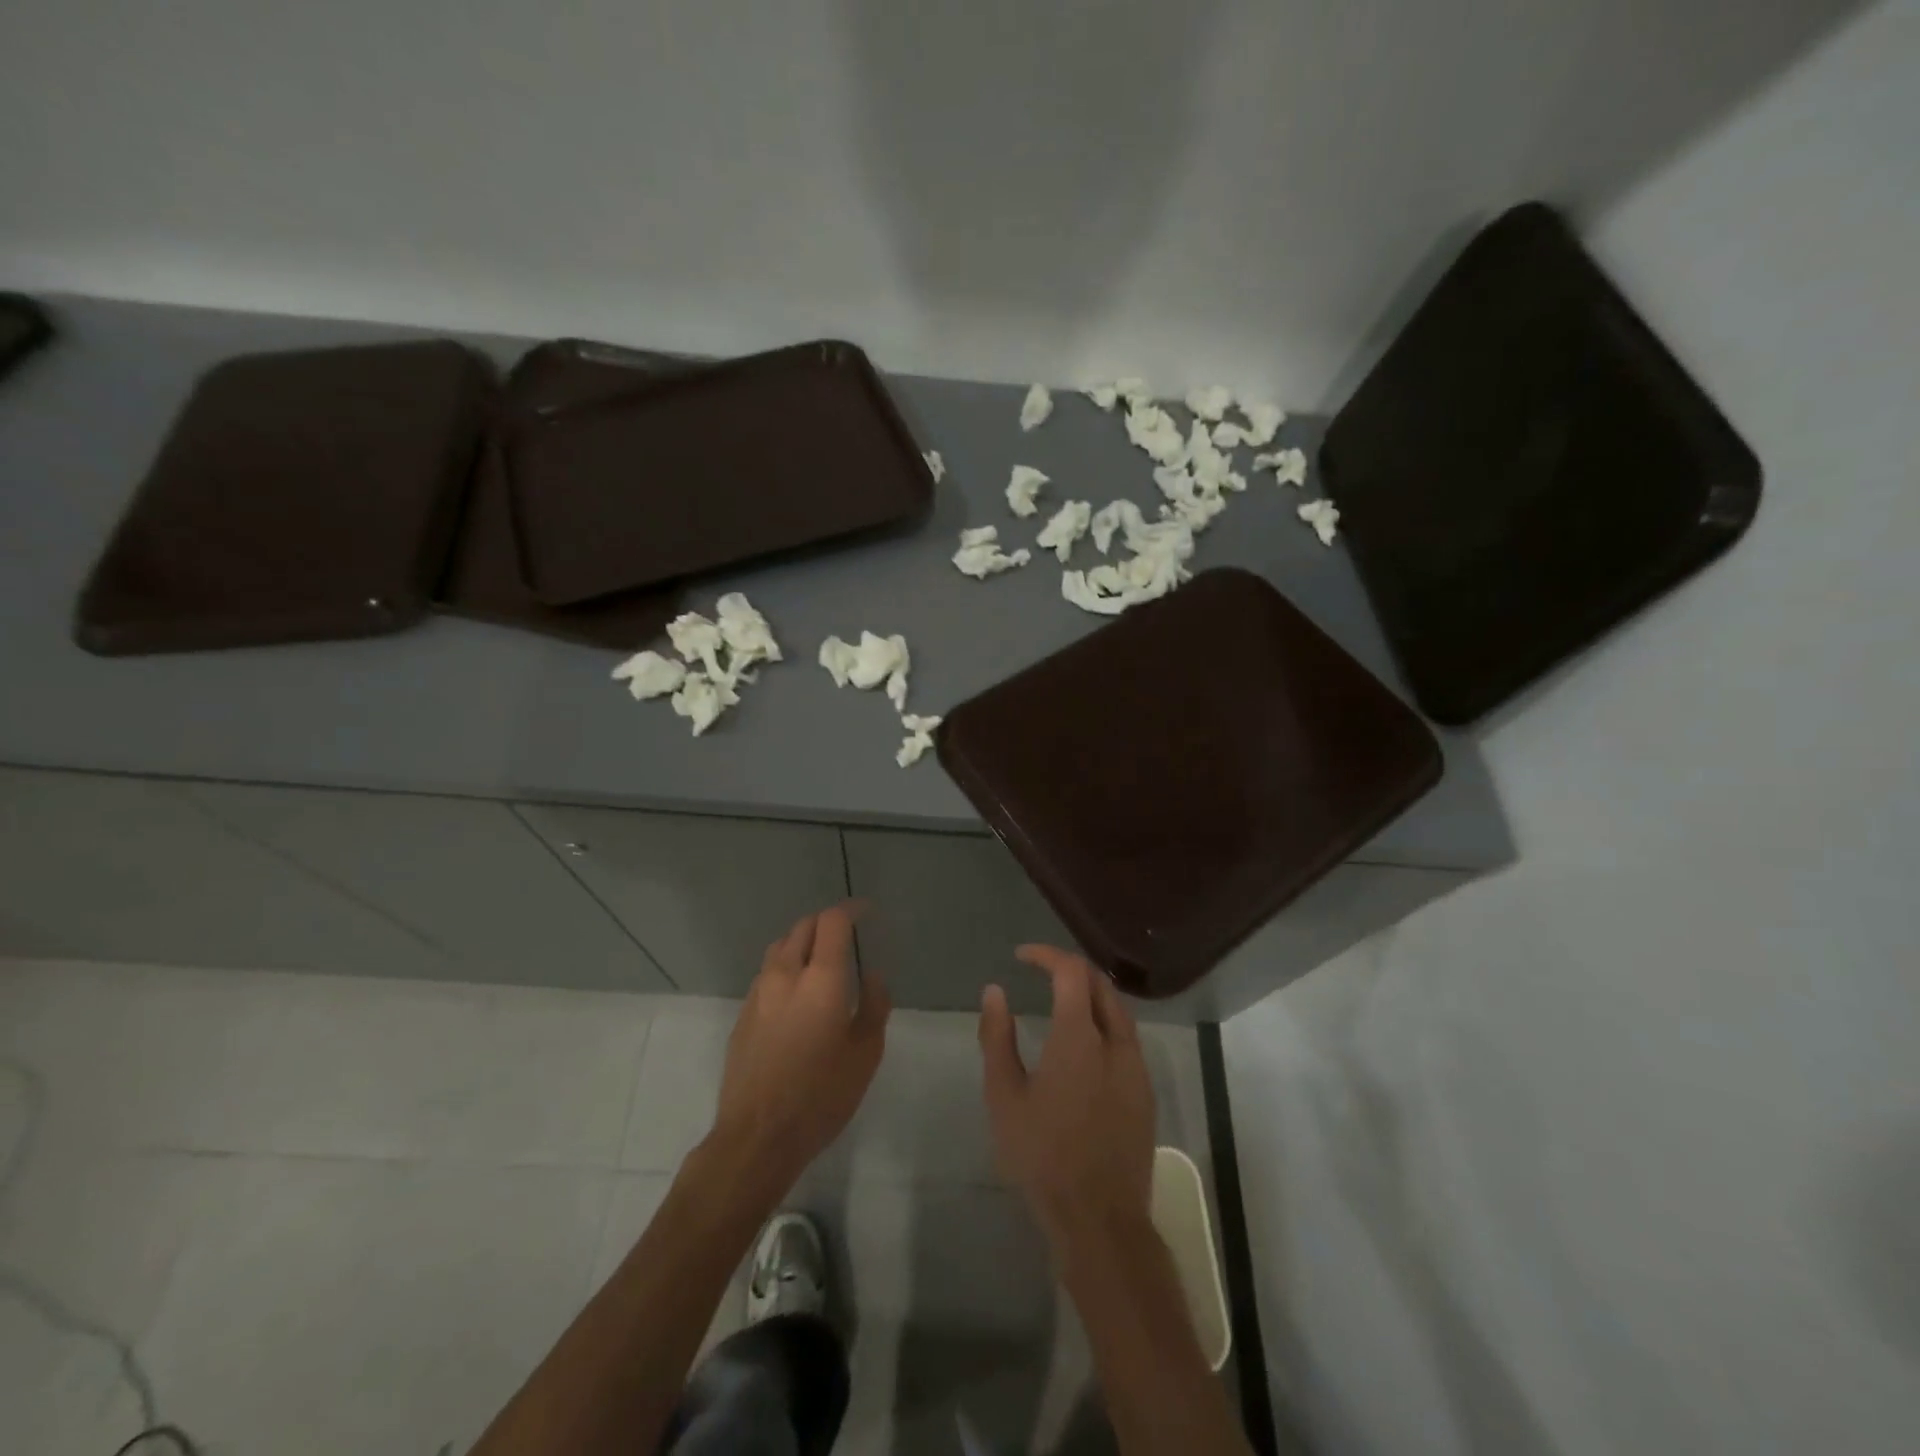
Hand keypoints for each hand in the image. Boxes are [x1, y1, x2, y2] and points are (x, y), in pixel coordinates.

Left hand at [709, 904, 889, 1194]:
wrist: (757, 1137)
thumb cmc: (821, 1095)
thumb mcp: (865, 1054)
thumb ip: (873, 1005)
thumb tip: (872, 975)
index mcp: (820, 978)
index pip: (832, 921)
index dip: (850, 910)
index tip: (866, 913)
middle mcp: (785, 974)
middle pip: (802, 927)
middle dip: (826, 923)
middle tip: (846, 936)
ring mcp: (758, 993)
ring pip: (780, 948)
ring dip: (802, 943)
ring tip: (820, 961)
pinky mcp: (743, 1014)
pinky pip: (767, 974)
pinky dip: (785, 968)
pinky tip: (796, 995)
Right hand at [978, 945, 1155, 1244]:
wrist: (1100, 1220)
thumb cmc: (1042, 1156)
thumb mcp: (1004, 1096)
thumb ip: (997, 1038)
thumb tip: (994, 991)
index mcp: (1080, 1037)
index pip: (1070, 972)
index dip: (1046, 955)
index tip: (1021, 956)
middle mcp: (1116, 1042)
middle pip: (1100, 983)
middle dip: (1070, 968)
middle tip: (1041, 971)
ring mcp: (1137, 1068)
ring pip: (1118, 1010)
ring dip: (1090, 993)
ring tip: (1061, 999)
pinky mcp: (1146, 1092)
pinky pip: (1127, 1038)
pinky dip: (1104, 1021)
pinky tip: (1085, 1042)